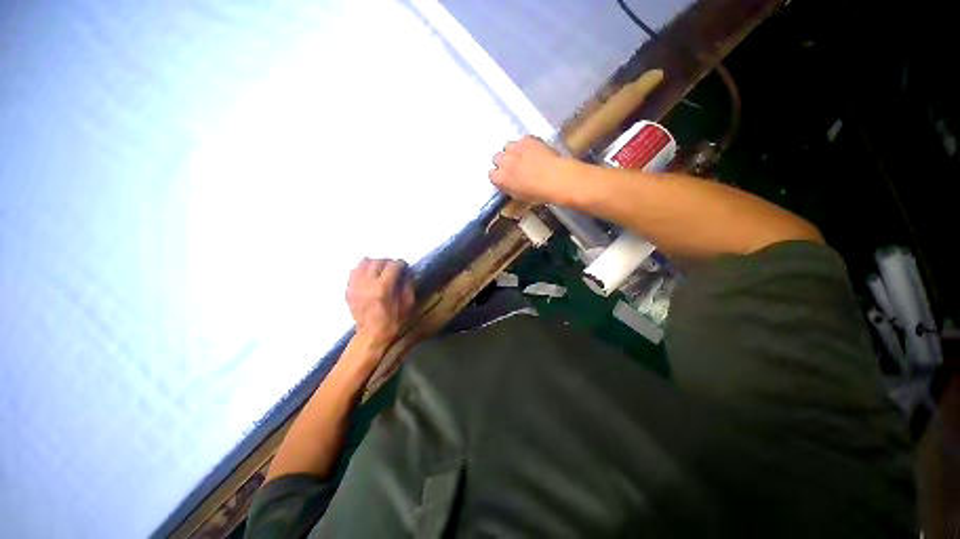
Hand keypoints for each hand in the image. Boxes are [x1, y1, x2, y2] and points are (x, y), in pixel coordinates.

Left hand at [346, 258, 414, 349]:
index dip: (401, 265)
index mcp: (383, 288)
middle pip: (378, 261)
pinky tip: (368, 278)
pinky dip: (362, 271)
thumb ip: (408, 285)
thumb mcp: (407, 306)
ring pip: (364, 262)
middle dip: (388, 263)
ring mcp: (355, 285)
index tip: (404, 268)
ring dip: (374, 264)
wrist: (371, 335)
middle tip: (392, 270)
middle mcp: (367, 283)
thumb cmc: (392, 323)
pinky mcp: (349, 289)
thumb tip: (406, 272)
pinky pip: (355, 271)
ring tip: (379, 271)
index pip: (393, 265)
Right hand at [489, 136, 570, 203]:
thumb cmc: (542, 191)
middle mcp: (504, 161)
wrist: (558, 179)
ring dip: (514, 150)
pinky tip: (536, 150)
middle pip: (497, 157)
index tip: (506, 174)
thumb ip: (509, 187)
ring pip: (508, 146)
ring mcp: (515, 148)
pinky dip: (527, 144)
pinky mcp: (526, 139)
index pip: (492, 173)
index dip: (500, 173)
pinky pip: (522, 140)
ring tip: (526, 156)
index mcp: (500, 179)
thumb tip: (508, 183)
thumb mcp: (520, 196)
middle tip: (516, 164)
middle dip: (505, 160)